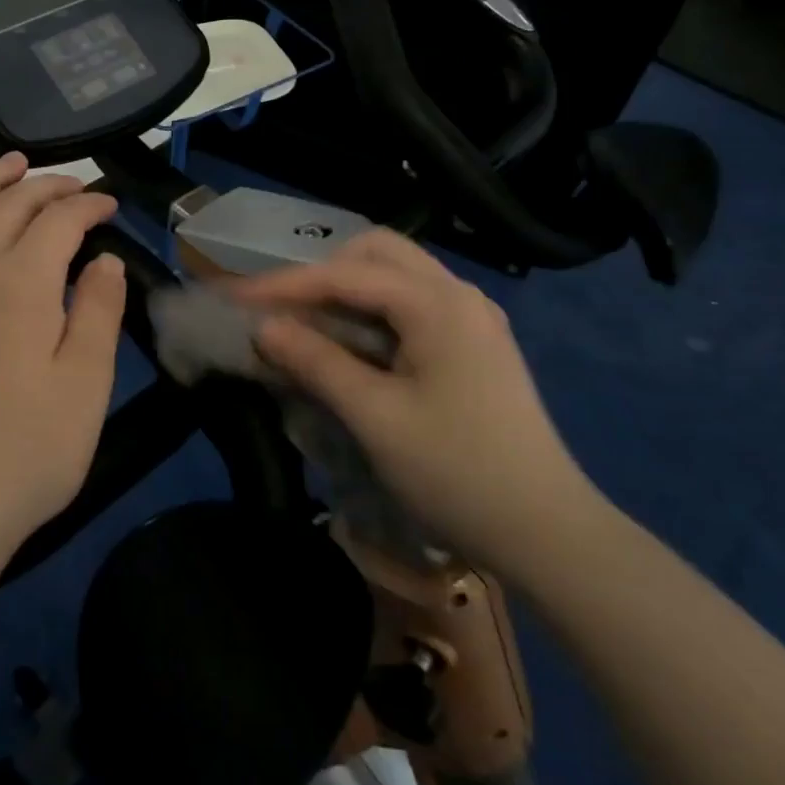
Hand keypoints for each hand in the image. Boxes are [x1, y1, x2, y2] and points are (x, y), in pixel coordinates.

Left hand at [0, 153, 126, 570]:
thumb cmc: (24, 453)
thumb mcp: (85, 386)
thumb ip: (98, 313)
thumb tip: (103, 260)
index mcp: (23, 285)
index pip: (59, 220)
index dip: (88, 204)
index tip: (111, 206)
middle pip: (8, 205)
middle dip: (45, 185)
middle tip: (74, 185)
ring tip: (11, 164)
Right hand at [236, 229, 601, 583]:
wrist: (548, 531)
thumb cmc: (457, 472)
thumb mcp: (375, 417)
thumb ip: (316, 362)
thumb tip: (264, 328)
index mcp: (438, 303)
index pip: (346, 274)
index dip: (285, 284)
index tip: (236, 297)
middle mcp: (459, 294)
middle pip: (378, 253)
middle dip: (322, 272)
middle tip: (281, 308)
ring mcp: (473, 317)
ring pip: (398, 275)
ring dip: (348, 289)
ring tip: (308, 323)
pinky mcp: (477, 343)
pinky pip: (414, 304)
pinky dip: (374, 311)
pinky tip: (354, 342)